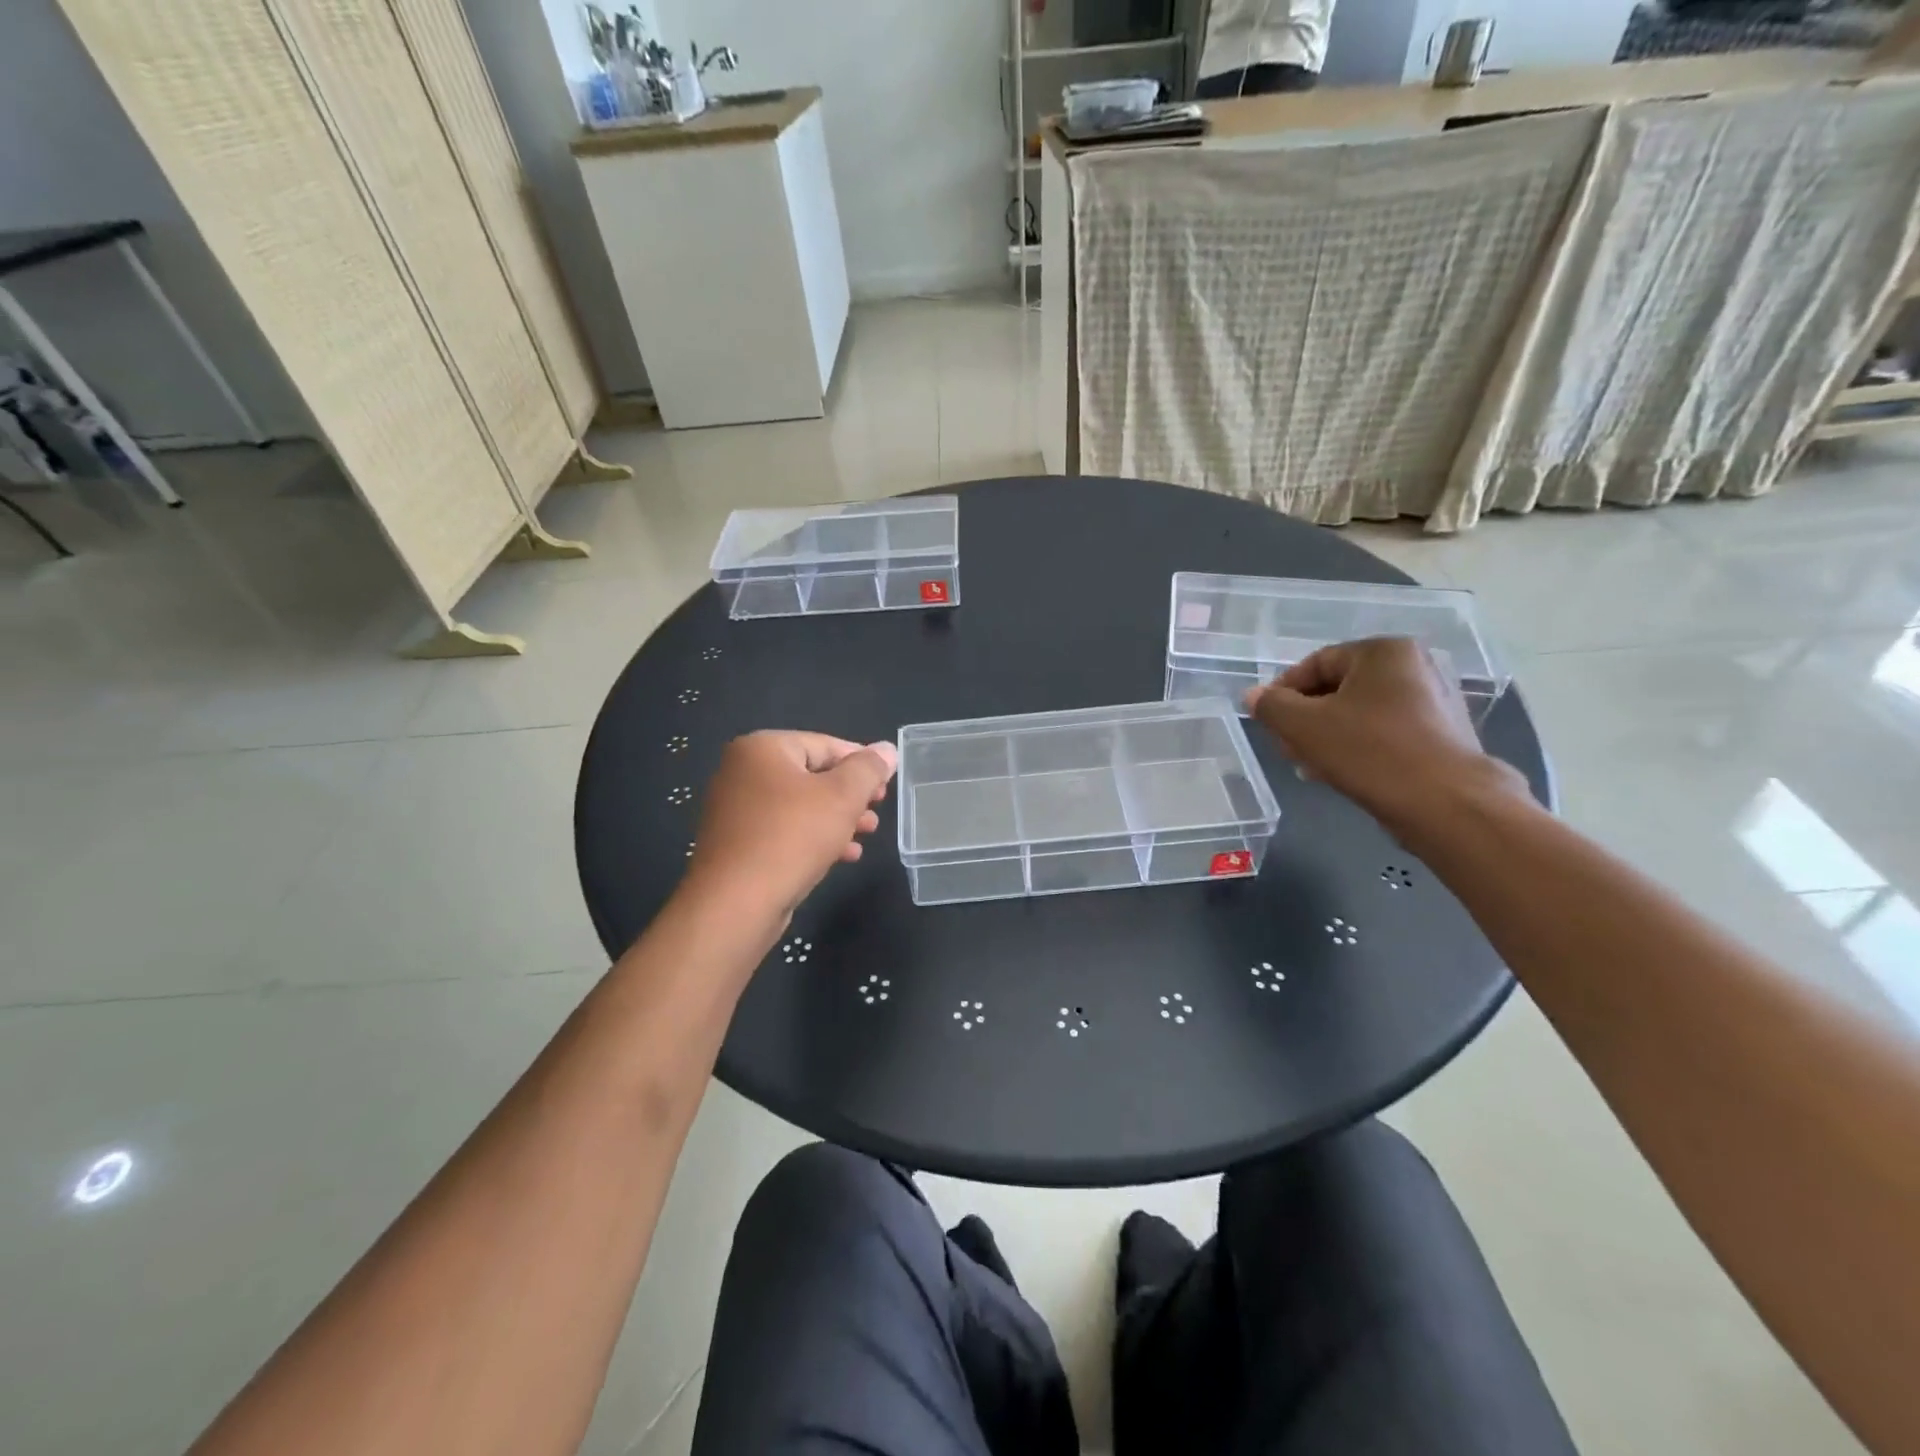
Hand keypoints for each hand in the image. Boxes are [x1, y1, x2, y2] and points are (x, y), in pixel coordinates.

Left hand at [684, 731, 897, 922]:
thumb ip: (868, 769)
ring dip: (838, 818)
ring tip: (868, 834)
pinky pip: (784, 830)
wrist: (735, 904)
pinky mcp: (737, 843)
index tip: (887, 783)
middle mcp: (742, 771)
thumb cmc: (792, 837)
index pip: (825, 744)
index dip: (862, 762)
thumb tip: (887, 749)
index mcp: (762, 748)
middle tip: (878, 811)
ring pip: (800, 806)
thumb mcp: (842, 796)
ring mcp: (735, 809)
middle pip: (812, 775)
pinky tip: (844, 856)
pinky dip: (814, 837)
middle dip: (851, 795)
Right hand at [1244, 637, 1525, 836]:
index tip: (1267, 722)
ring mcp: (1433, 701)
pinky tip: (1339, 772)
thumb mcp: (1303, 726)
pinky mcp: (1441, 735)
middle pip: (1338, 688)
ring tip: (1307, 765)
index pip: (1315, 663)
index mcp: (1383, 651)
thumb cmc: (1369, 751)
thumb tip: (1253, 696)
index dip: (1282, 692)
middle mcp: (1414, 667)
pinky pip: (1384, 732)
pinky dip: (1356, 747)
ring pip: (1359, 713)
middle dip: (1304, 718)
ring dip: (1326, 736)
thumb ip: (1271, 706)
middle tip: (1285, 746)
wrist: (1445, 803)